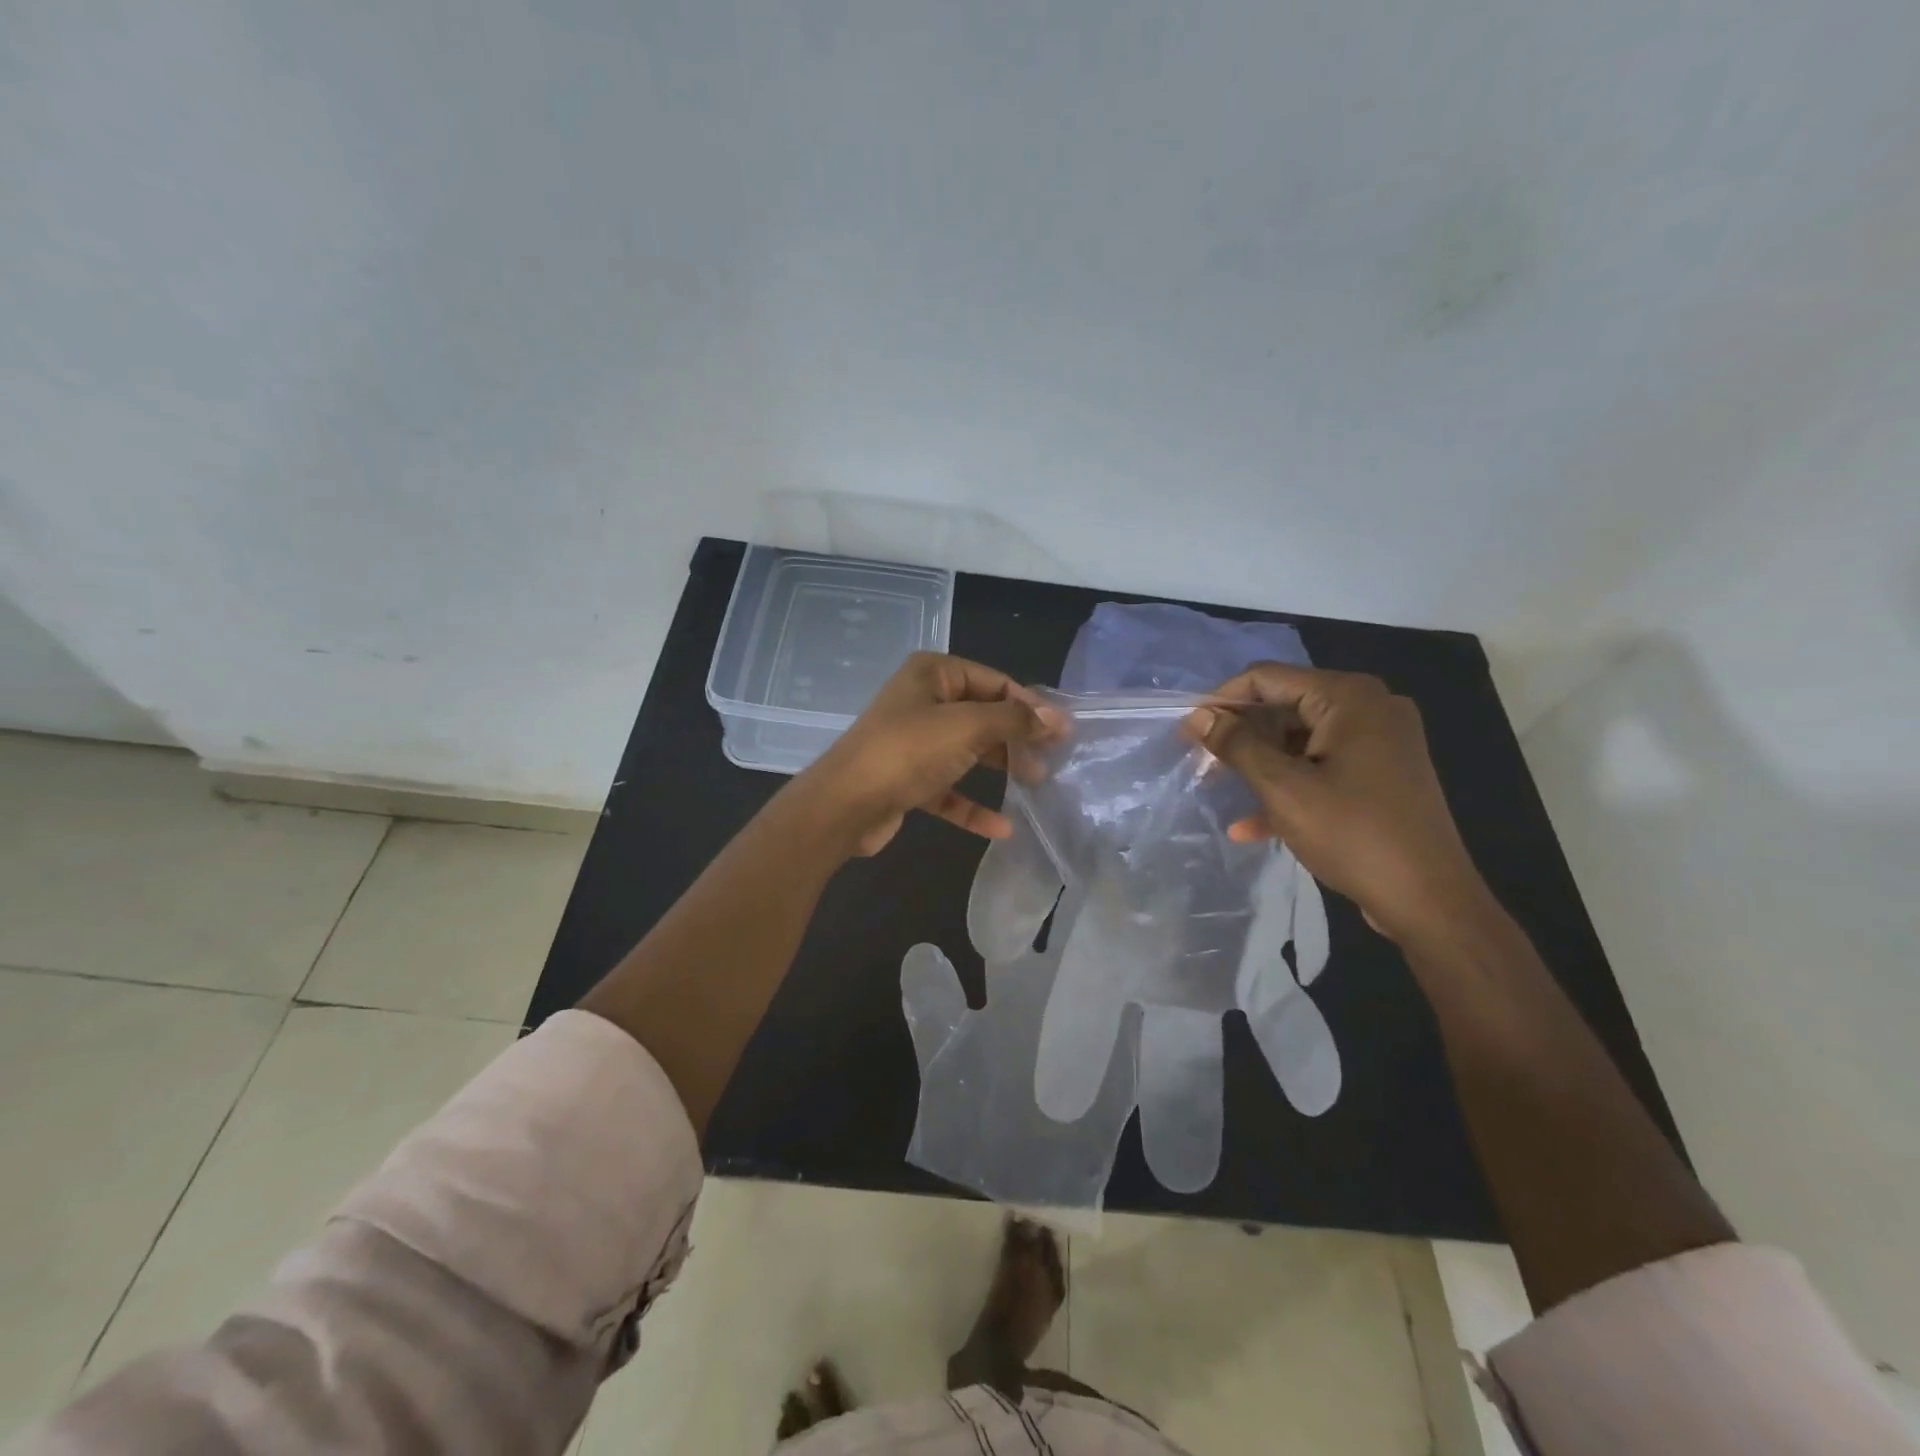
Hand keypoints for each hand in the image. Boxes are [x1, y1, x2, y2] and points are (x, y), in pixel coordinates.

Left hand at [790, 652, 1063, 857]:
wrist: (844, 805)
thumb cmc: (908, 752)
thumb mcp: (967, 727)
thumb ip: (1014, 720)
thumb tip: (1055, 718)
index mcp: (933, 674)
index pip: (994, 681)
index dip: (1030, 704)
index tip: (1062, 731)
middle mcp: (922, 701)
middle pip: (982, 715)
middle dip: (1017, 736)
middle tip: (1051, 758)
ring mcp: (913, 742)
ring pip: (967, 751)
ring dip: (1000, 766)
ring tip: (1035, 784)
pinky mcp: (907, 779)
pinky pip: (948, 788)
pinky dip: (972, 805)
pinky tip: (1001, 827)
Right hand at [1184, 664, 1493, 945]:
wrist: (1430, 901)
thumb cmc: (1354, 834)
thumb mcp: (1283, 788)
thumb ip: (1236, 745)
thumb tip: (1197, 716)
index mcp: (1349, 698)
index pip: (1268, 678)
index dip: (1222, 701)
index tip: (1187, 732)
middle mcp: (1367, 709)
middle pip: (1284, 708)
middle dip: (1239, 736)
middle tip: (1201, 764)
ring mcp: (1378, 743)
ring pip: (1299, 742)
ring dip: (1258, 766)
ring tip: (1218, 791)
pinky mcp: (1379, 775)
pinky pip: (1321, 768)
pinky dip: (1288, 788)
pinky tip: (1251, 827)